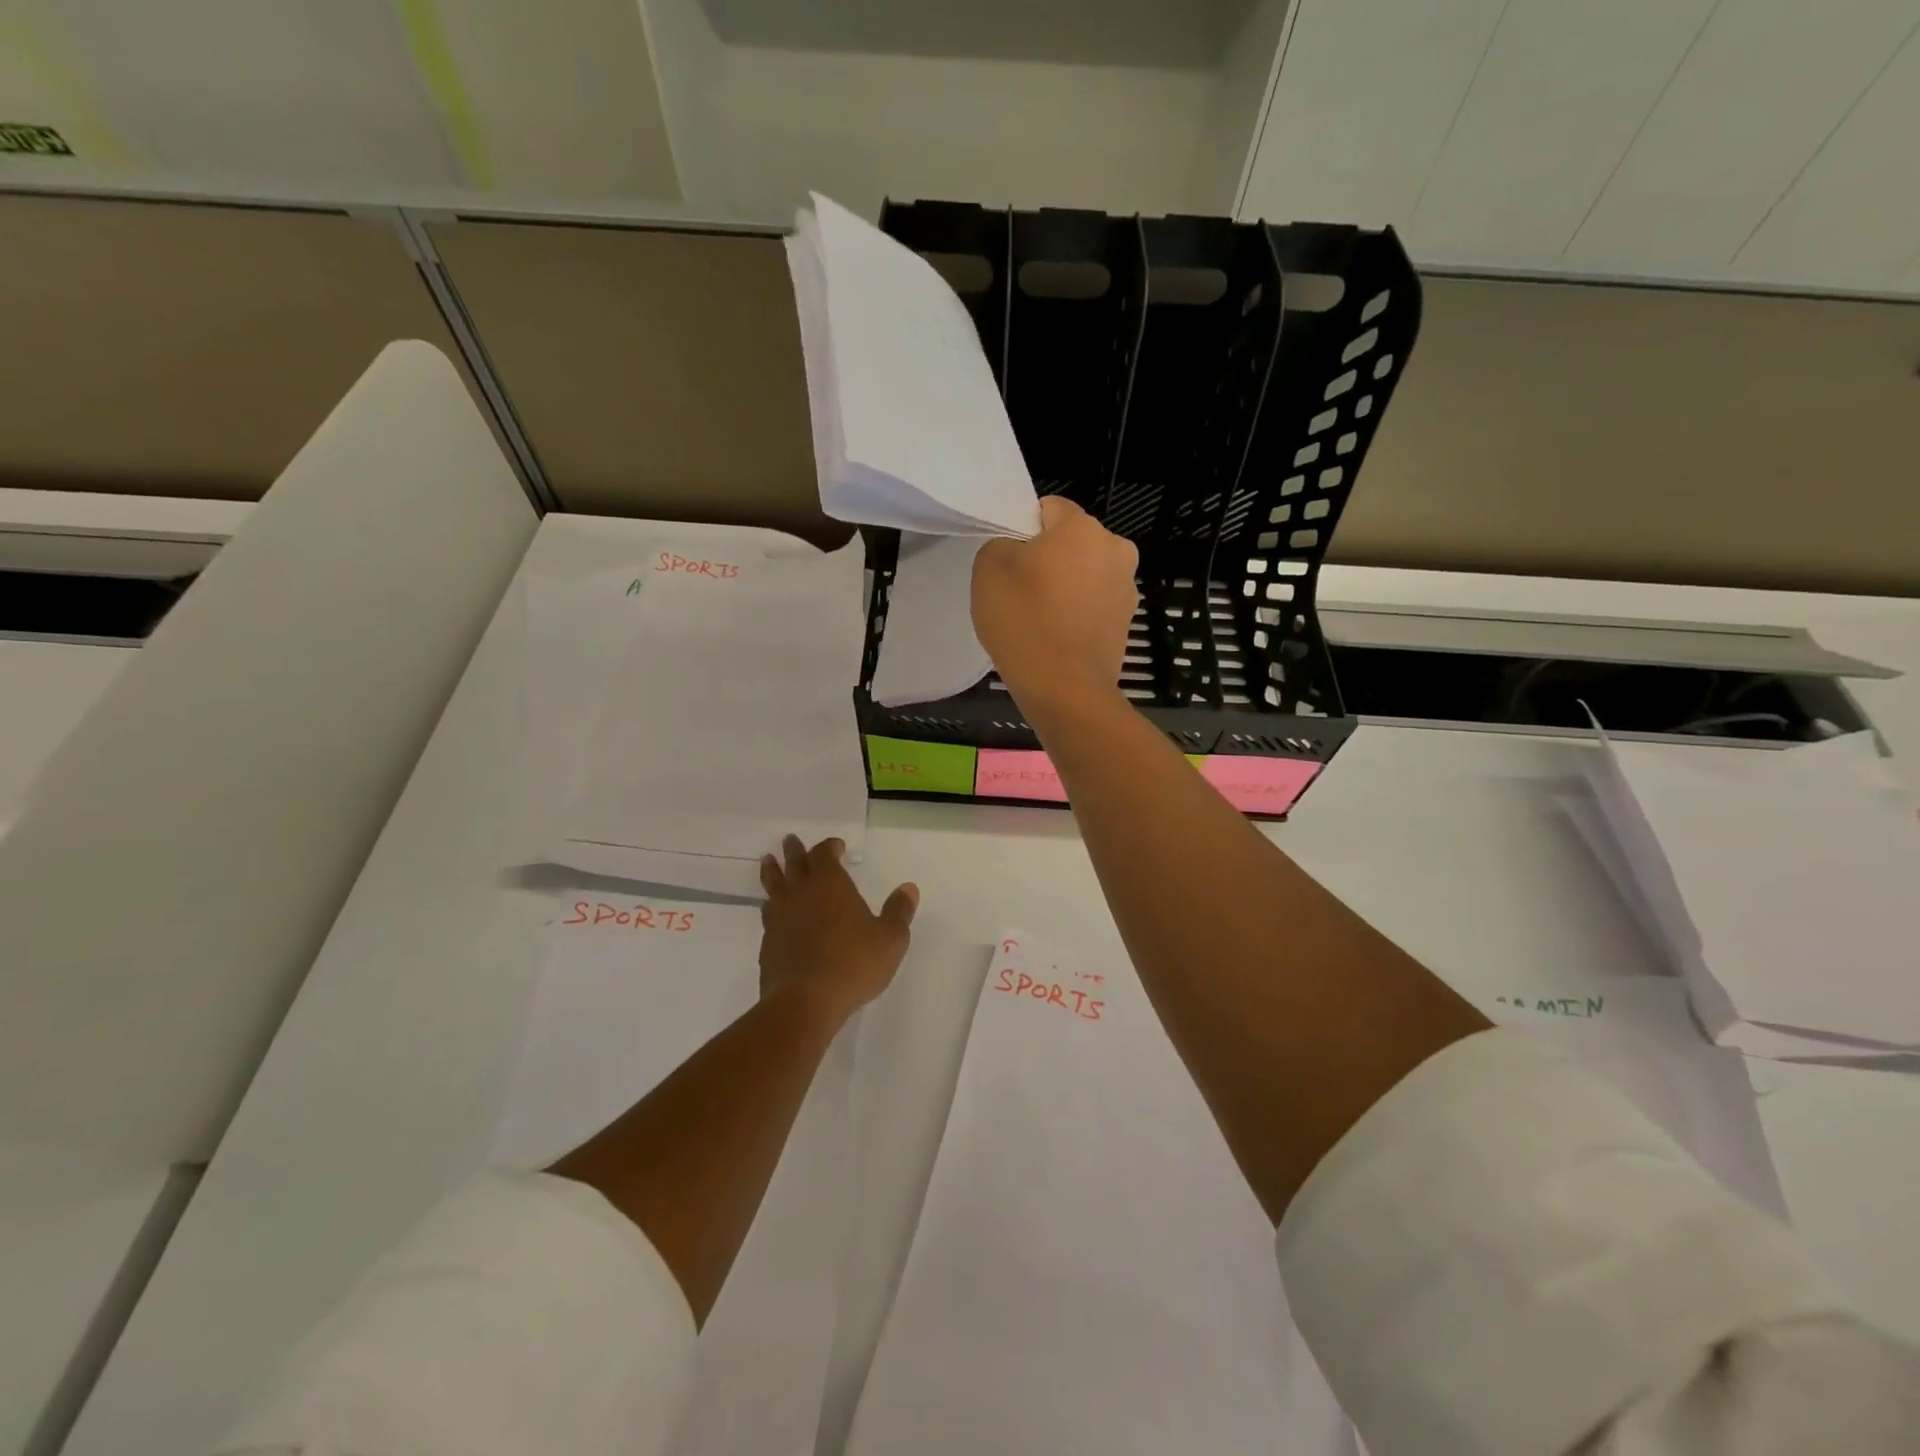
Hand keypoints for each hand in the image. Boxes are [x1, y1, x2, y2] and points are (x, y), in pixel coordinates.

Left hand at [758, 835, 917, 1023]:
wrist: (805, 1001)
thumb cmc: (854, 963)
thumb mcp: (890, 938)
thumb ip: (899, 911)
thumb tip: (909, 888)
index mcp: (830, 884)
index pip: (825, 854)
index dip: (830, 847)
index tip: (836, 846)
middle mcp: (801, 894)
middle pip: (794, 863)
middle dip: (795, 850)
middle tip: (790, 840)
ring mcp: (780, 918)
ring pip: (773, 886)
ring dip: (772, 871)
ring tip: (768, 862)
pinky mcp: (768, 943)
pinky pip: (769, 914)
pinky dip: (772, 906)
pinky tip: (773, 911)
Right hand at [972, 496, 1137, 715]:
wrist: (1064, 688)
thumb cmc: (1024, 621)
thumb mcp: (989, 568)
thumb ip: (1001, 545)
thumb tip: (1018, 552)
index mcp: (1084, 528)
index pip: (1049, 508)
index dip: (1023, 529)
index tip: (1009, 561)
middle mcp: (1116, 551)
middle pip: (1072, 543)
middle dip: (1049, 558)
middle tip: (1020, 591)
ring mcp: (1126, 590)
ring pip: (1085, 576)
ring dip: (1066, 587)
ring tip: (1039, 620)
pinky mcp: (1126, 625)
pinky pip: (1093, 607)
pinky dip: (1077, 615)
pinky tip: (1056, 638)